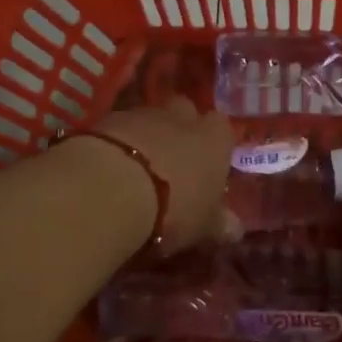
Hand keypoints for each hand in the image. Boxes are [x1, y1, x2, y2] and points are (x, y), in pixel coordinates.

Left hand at [93, 96, 234, 253]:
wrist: (112, 189)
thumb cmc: (173, 208)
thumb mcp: (204, 226)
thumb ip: (221, 224)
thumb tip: (235, 229)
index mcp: (215, 138)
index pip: (221, 129)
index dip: (213, 145)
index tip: (206, 168)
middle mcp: (182, 117)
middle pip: (184, 113)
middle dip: (179, 130)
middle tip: (172, 161)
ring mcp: (142, 113)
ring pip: (148, 119)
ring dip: (145, 137)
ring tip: (135, 169)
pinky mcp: (106, 119)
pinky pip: (117, 129)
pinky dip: (115, 143)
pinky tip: (109, 169)